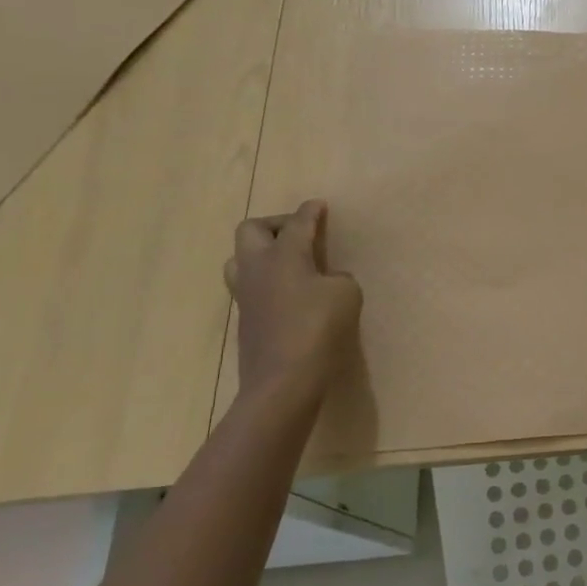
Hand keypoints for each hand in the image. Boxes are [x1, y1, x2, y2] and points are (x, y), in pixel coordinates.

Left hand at [223, 200, 362, 407]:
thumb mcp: (346, 294)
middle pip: (251, 230)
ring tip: (288, 262)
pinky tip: (289, 293)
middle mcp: (257, 268)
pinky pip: (249, 286)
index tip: (318, 205)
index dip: (310, 212)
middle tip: (299, 233)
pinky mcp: (245, 320)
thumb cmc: (318, 328)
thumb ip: (337, 277)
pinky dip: (267, 280)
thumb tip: (324, 281)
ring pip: (240, 259)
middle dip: (275, 224)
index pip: (297, 223)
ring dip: (262, 252)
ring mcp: (245, 295)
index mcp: (283, 255)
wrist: (283, 381)